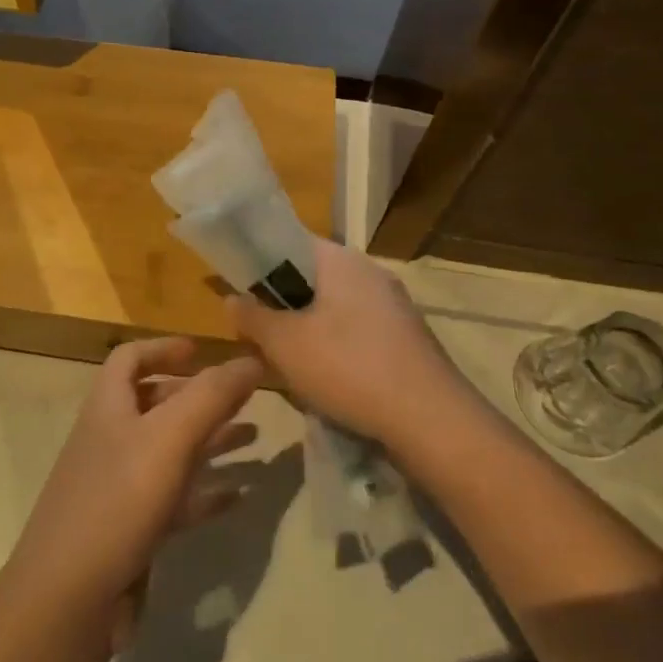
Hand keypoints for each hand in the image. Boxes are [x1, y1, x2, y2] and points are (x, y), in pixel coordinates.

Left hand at [0, 338, 263, 650]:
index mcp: (109, 407)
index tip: (204, 351)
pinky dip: (206, 492)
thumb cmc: (116, 503)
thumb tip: (252, 358)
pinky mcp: (132, 530)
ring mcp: (120, 487)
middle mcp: (112, 440)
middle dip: (199, 396)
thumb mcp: (168, 439)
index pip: (130, 358)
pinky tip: (240, 495)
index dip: (164, 348)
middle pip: (156, 404)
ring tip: (255, 438)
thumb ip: (211, 396)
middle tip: (245, 397)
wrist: (68, 599)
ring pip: (171, 452)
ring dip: (210, 440)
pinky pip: (176, 500)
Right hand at [227, 238, 474, 458]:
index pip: (289, 241)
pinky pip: (355, 329)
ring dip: (304, 326)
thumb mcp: (285, 344)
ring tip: (282, 357)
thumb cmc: (349, 368)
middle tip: (254, 329)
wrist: (431, 421)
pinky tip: (322, 376)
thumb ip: (252, 317)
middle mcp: (370, 273)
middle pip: (310, 276)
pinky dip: (332, 344)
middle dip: (279, 301)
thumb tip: (231, 298)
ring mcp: (392, 306)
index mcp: (341, 261)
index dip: (257, 260)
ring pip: (332, 306)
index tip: (235, 286)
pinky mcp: (404, 338)